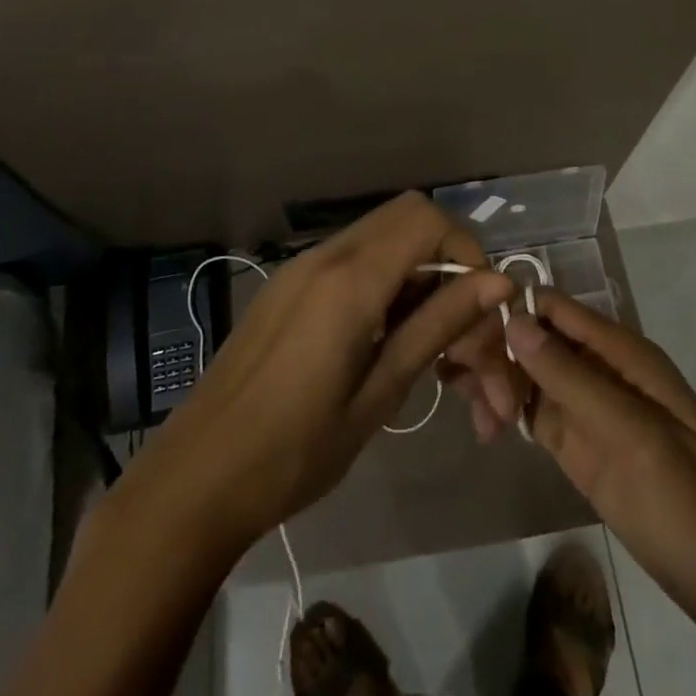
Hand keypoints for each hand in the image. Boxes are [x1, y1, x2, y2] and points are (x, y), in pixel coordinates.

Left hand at [128, 193, 519, 550]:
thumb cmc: (294, 452)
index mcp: (350, 279)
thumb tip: (498, 283)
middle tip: (459, 332)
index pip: (428, 219)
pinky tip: (386, 343)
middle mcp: (326, 254)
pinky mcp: (289, 285)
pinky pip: (353, 260)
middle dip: (447, 263)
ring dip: (418, 276)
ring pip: (382, 239)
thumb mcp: (378, 394)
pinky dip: (385, 283)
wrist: (197, 477)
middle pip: (408, 218)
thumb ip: (437, 325)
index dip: (466, 253)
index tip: (478, 313)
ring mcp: (302, 266)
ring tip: (430, 349)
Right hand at [507, 293, 695, 695]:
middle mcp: (599, 370)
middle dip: (496, 351)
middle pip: (532, 337)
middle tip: (468, 391)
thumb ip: (574, 379)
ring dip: (495, 383)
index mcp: (620, 353)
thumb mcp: (636, 439)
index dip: (507, 310)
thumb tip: (515, 319)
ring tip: (479, 421)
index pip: (551, 307)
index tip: (465, 334)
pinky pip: (532, 413)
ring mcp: (589, 409)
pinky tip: (485, 432)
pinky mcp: (581, 446)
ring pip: (526, 373)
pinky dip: (504, 414)